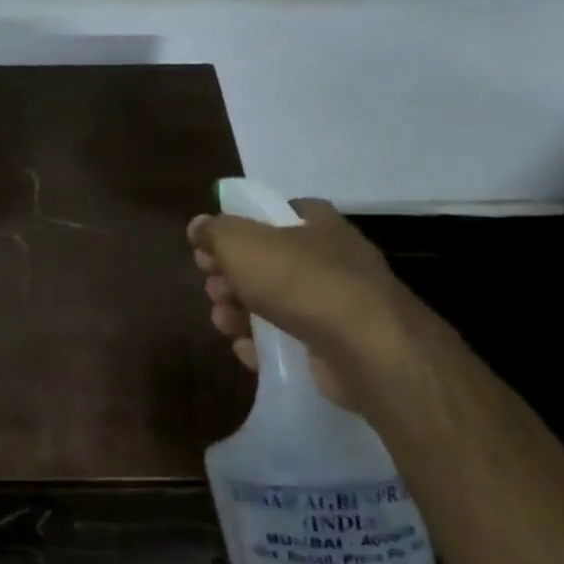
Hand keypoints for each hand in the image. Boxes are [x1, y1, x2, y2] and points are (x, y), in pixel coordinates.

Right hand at [186, 200, 421, 407]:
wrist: (365, 349)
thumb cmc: (299, 280)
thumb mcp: (241, 242)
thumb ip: (214, 231)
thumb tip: (198, 226)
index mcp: (316, 224)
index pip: (275, 213)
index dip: (239, 227)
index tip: (211, 247)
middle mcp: (331, 260)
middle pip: (267, 262)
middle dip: (230, 276)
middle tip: (214, 288)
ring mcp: (336, 306)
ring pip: (273, 303)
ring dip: (239, 312)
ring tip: (224, 322)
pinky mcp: (335, 347)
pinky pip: (288, 341)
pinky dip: (263, 345)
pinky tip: (247, 350)